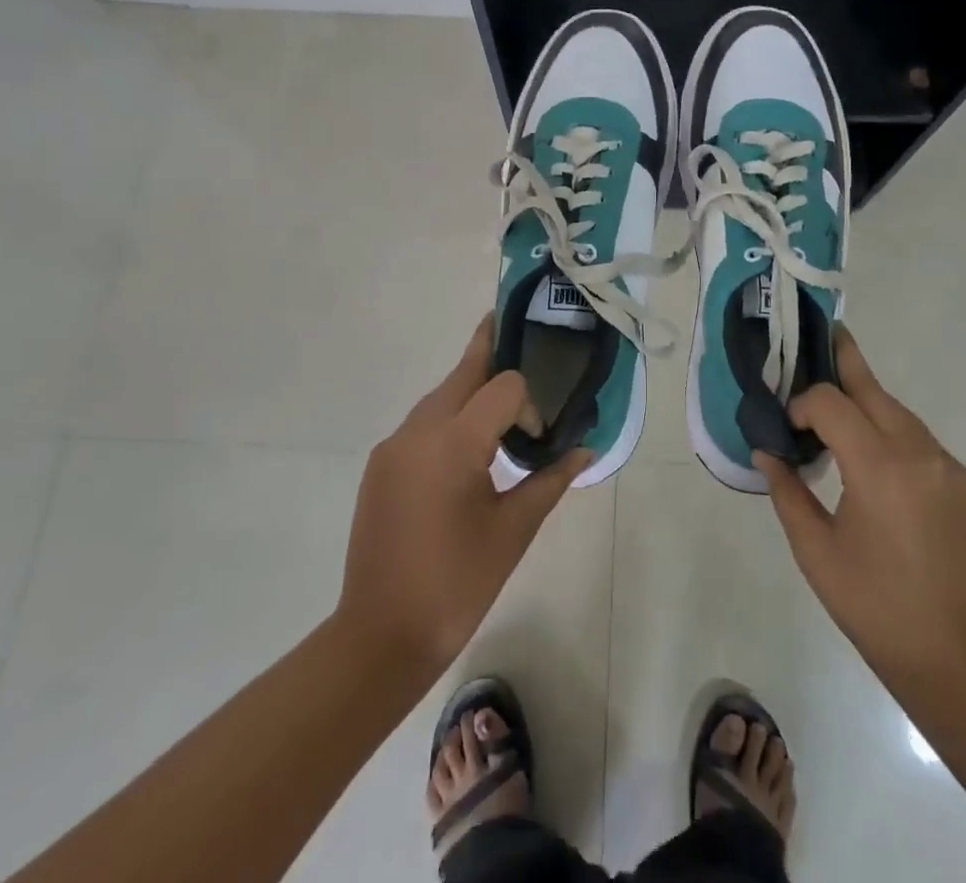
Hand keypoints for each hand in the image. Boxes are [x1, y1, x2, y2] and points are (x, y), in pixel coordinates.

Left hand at [338, 318, 590, 681]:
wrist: (380, 636)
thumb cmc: (457, 584)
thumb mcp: (514, 530)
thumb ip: (551, 480)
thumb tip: (585, 450)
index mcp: (454, 442)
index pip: (503, 385)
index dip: (528, 403)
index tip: (537, 438)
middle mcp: (418, 430)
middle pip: (463, 372)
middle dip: (491, 352)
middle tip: (517, 331)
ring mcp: (393, 446)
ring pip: (440, 396)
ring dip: (470, 390)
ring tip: (500, 405)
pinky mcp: (380, 465)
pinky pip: (421, 423)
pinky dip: (448, 419)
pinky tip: (465, 450)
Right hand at [755, 328, 965, 694]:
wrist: (955, 657)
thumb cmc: (873, 605)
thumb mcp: (815, 550)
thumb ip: (787, 491)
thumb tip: (766, 451)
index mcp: (878, 466)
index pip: (831, 403)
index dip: (802, 404)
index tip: (786, 428)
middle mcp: (916, 451)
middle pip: (872, 387)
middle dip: (842, 360)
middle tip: (818, 334)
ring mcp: (944, 464)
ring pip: (896, 408)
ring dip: (864, 397)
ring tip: (834, 396)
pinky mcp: (959, 481)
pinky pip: (916, 435)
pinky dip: (887, 425)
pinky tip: (869, 447)